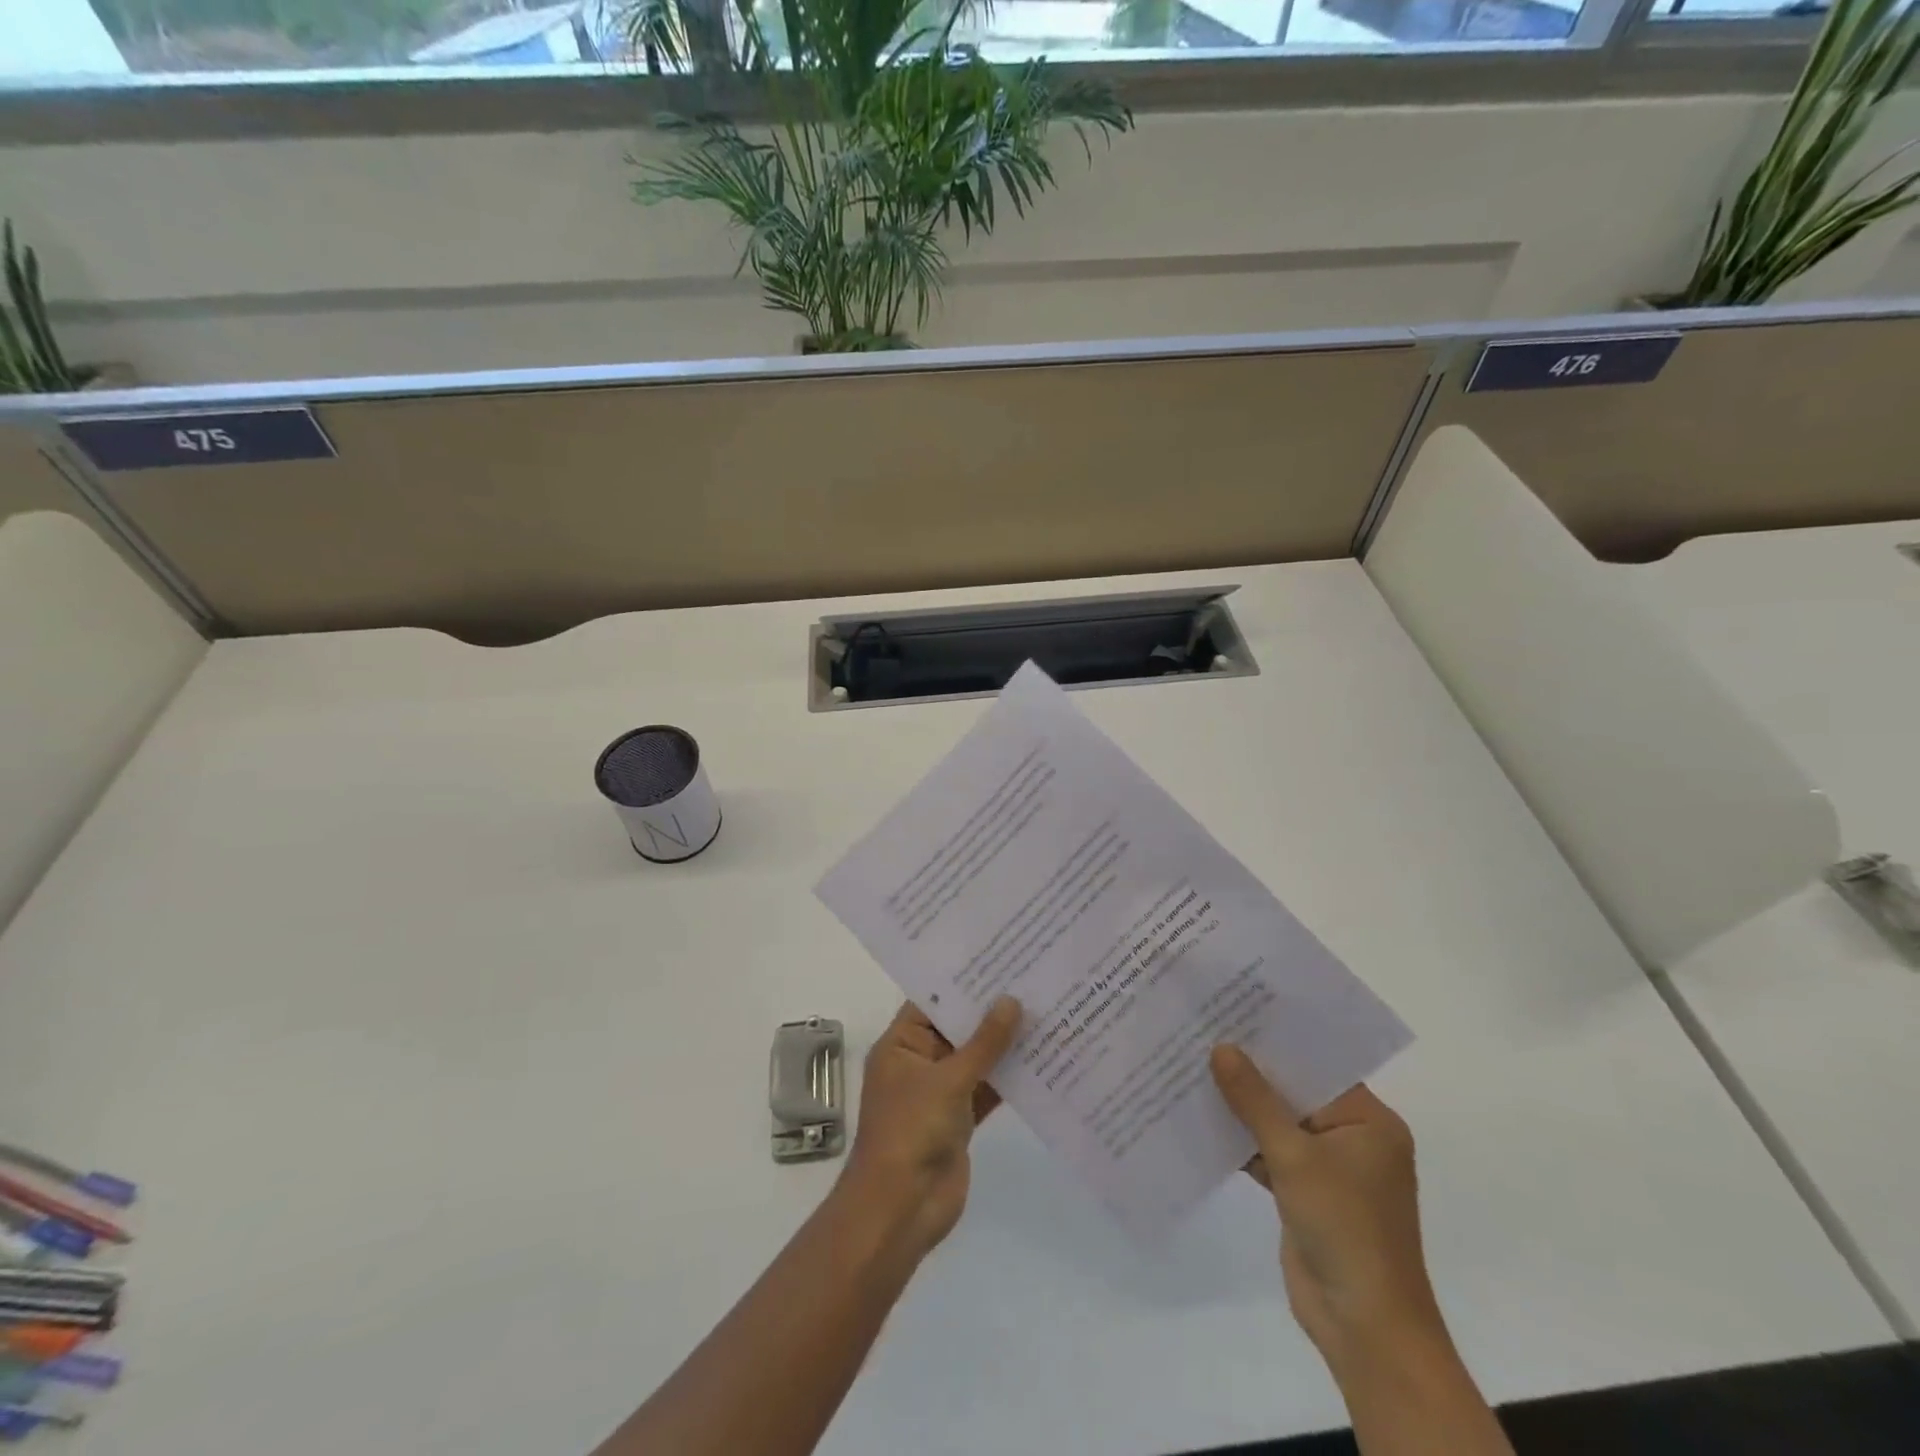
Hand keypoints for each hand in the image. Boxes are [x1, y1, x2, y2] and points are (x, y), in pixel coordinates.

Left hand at [838, 997, 1021, 1260]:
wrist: (902, 1210)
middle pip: (957, 1028)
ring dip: (1004, 1045)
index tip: (999, 959)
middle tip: (1030, 980)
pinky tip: (1042, 1059)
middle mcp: (919, 1063)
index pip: (932, 1002)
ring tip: (1044, 1011)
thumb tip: (1011, 1001)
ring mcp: (940, 1092)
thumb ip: (984, 1043)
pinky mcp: (960, 1119)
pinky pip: (987, 1089)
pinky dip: (1008, 1078)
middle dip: (990, 1012)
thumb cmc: (912, 1131)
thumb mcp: (948, 1080)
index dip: (963, 982)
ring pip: (976, 1059)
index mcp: (901, 1045)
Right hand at [1210, 1046, 1443, 1373]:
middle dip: (1252, 1071)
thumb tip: (1221, 1048)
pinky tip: (1200, 1117)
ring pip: (1278, 1122)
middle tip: (1204, 1033)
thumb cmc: (1344, 1228)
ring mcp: (1328, 1167)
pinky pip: (1269, 1151)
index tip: (1234, 1011)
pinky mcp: (1304, 1192)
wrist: (1363, 1327)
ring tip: (1193, 1065)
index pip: (1318, 1066)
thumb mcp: (1295, 1156)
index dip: (1277, 1040)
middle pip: (1295, 1092)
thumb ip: (1255, 1100)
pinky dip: (1241, 1140)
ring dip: (1241, 1105)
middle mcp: (1351, 1137)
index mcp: (1369, 1121)